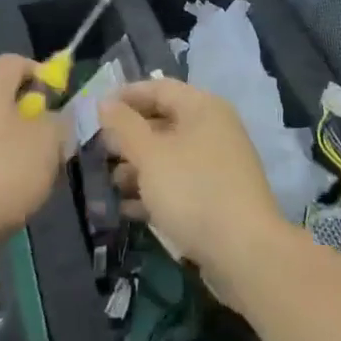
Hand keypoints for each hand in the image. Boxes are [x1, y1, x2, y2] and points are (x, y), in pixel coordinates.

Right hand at [99, 77, 294, 302]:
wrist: (244, 253)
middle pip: (164, 122)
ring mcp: (218, 165)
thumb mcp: (150, 155)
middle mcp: (214, 129)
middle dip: (130, 137)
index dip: (126, 96)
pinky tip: (128, 209)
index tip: (96, 110)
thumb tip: (105, 102)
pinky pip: (180, 184)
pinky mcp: (217, 198)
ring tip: (109, 183)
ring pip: (170, 156)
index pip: (159, 88)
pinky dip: (155, 191)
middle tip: (98, 150)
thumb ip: (124, 126)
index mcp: (202, 108)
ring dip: (138, 167)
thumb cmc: (192, 190)